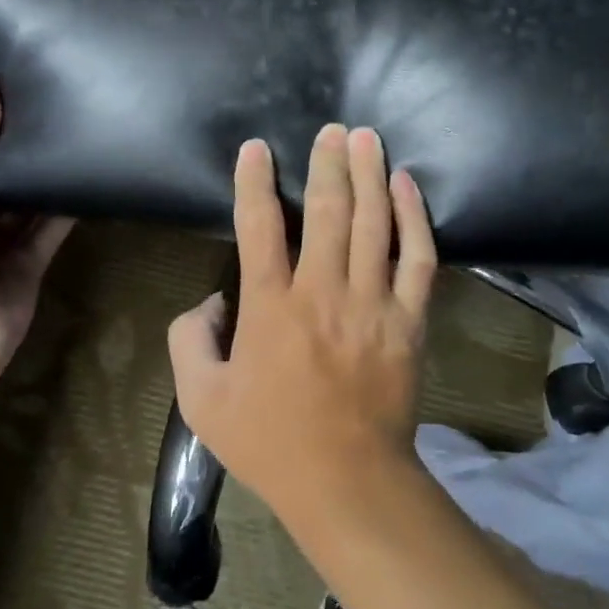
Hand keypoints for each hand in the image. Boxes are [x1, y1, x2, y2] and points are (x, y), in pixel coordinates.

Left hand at [0, 70, 72, 417]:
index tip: (15, 80)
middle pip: (1, 173)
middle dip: (22, 145)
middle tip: (59, 100)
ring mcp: (2, 241)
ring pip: (30, 199)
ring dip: (48, 174)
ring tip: (81, 130)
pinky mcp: (33, 263)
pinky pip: (54, 228)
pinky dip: (70, 207)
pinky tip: (93, 176)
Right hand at [167, 124, 437, 525]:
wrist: (348, 480)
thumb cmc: (270, 442)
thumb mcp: (201, 400)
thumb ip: (189, 341)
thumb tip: (210, 303)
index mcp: (270, 307)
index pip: (258, 226)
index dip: (254, 181)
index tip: (257, 149)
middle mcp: (322, 291)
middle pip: (327, 210)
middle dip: (328, 163)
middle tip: (333, 129)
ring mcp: (372, 302)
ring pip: (373, 222)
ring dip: (369, 174)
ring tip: (367, 137)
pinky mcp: (409, 318)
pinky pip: (419, 257)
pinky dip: (414, 217)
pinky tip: (406, 185)